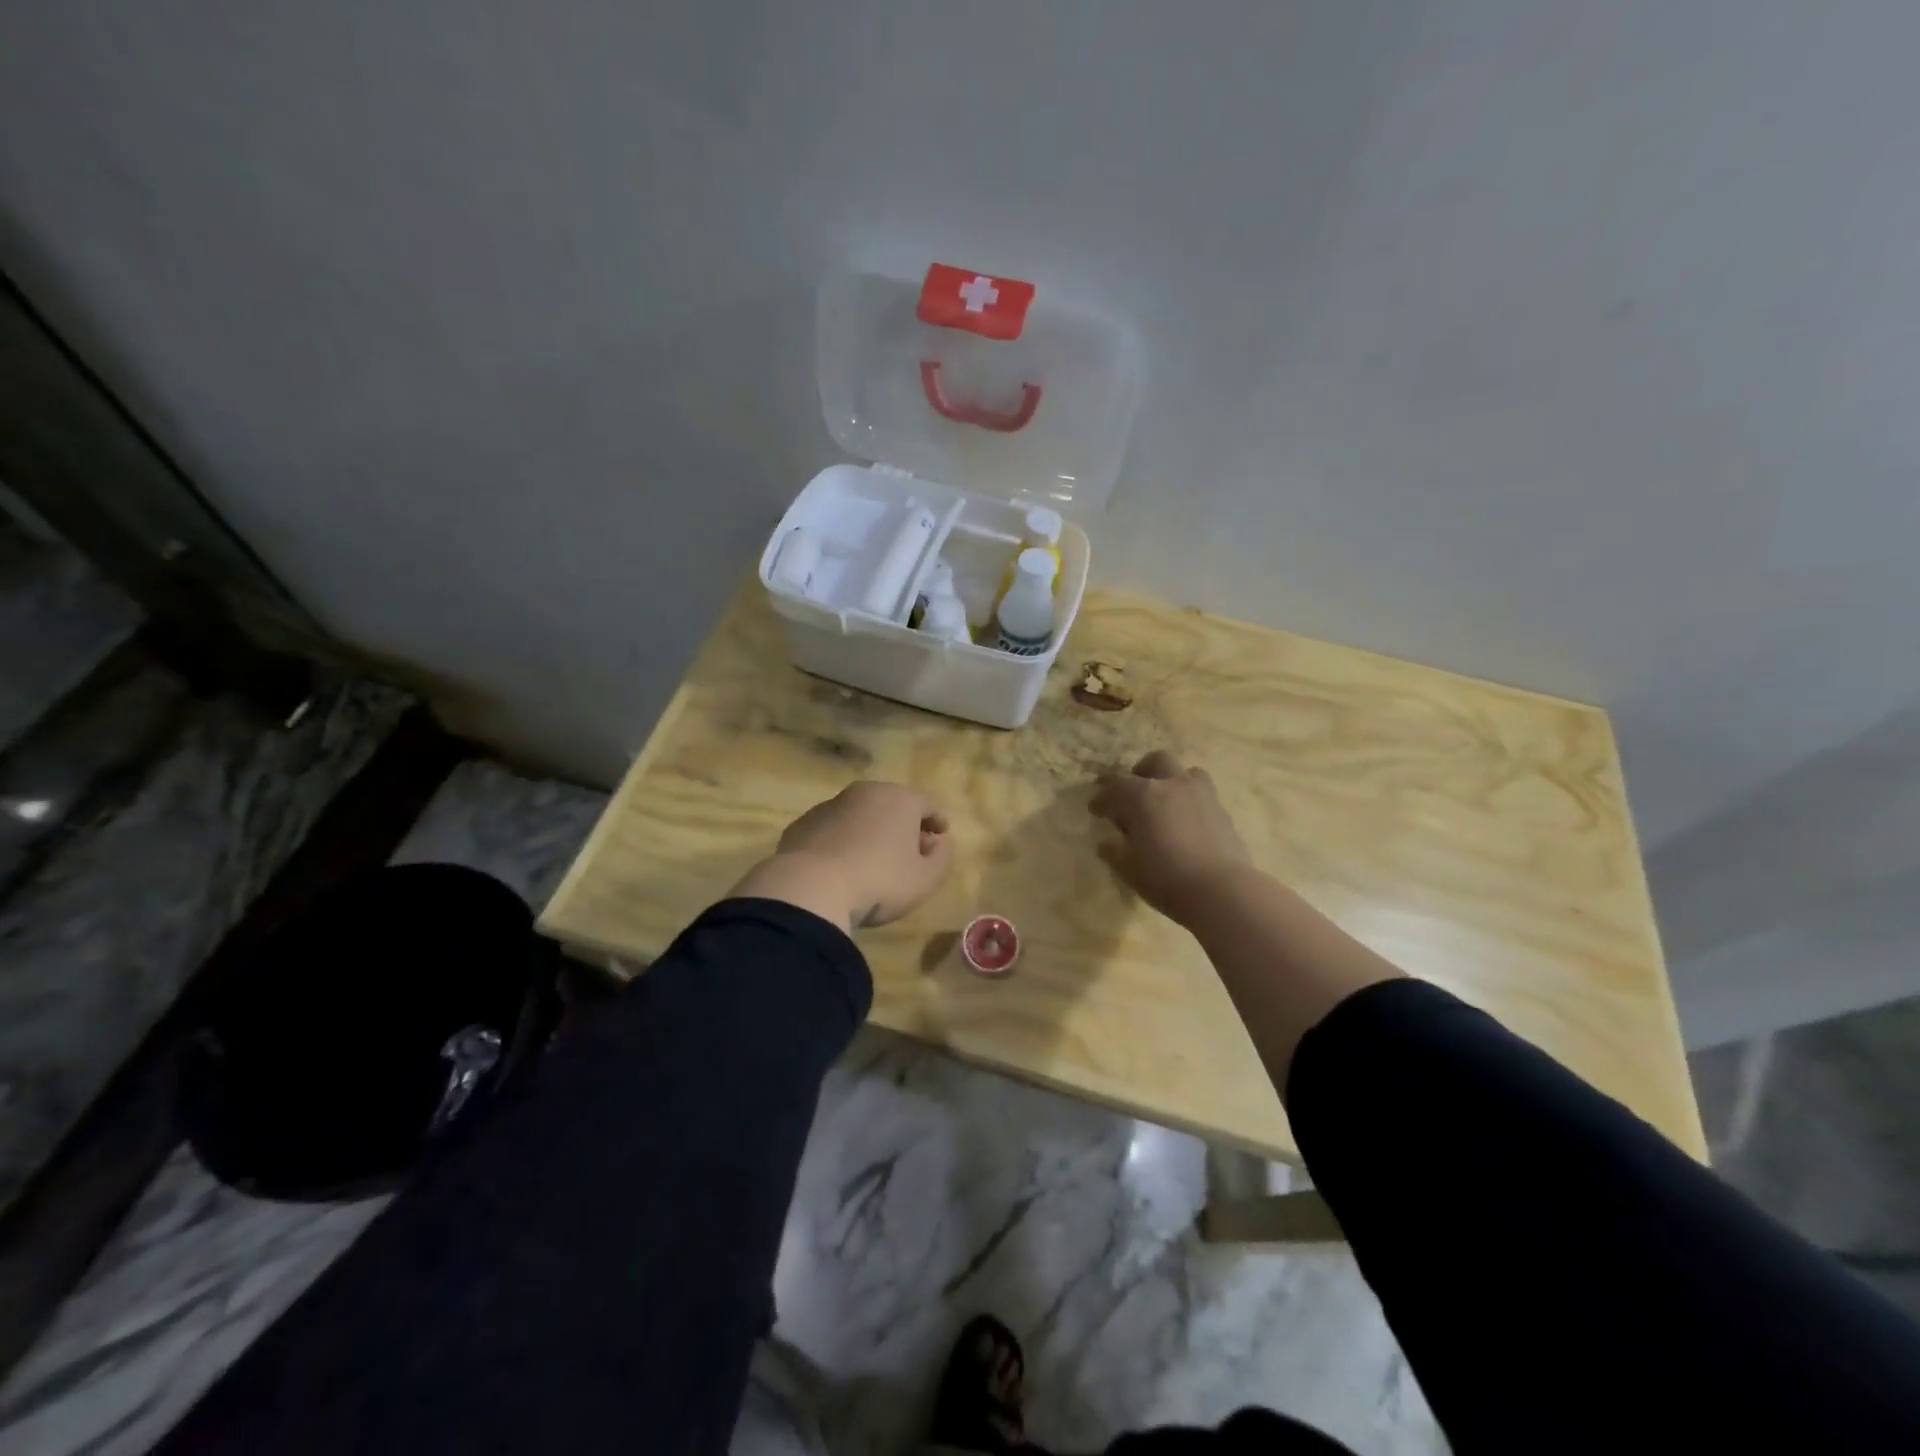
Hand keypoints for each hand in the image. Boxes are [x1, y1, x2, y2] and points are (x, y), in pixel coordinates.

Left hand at [734, 782, 951, 930]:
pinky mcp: (803, 824)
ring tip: (873, 860)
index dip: (937, 822)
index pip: (927, 805)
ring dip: (870, 832)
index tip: (942, 836)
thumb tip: (940, 842)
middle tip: (910, 851)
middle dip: (904, 826)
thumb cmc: (880, 881)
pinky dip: (842, 842)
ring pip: (860, 816)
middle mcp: (865, 793)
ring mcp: (830, 806)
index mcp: (899, 799)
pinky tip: (842, 866)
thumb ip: (942, 857)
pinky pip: (833, 831)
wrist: (810, 888)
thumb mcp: (926, 879)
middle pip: (892, 806)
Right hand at [1089, 750, 1251, 923]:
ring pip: (1187, 772)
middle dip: (1141, 773)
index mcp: (1143, 795)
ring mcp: (1202, 795)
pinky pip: (1203, 797)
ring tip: (1166, 804)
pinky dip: (1191, 804)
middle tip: (1133, 795)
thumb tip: (1107, 842)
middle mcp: (1173, 785)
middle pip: (1156, 761)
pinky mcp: (1223, 812)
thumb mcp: (1128, 868)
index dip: (1102, 797)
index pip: (1115, 785)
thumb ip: (1114, 850)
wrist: (1221, 891)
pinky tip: (1187, 826)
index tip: (1095, 810)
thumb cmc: (1164, 877)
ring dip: (1173, 782)